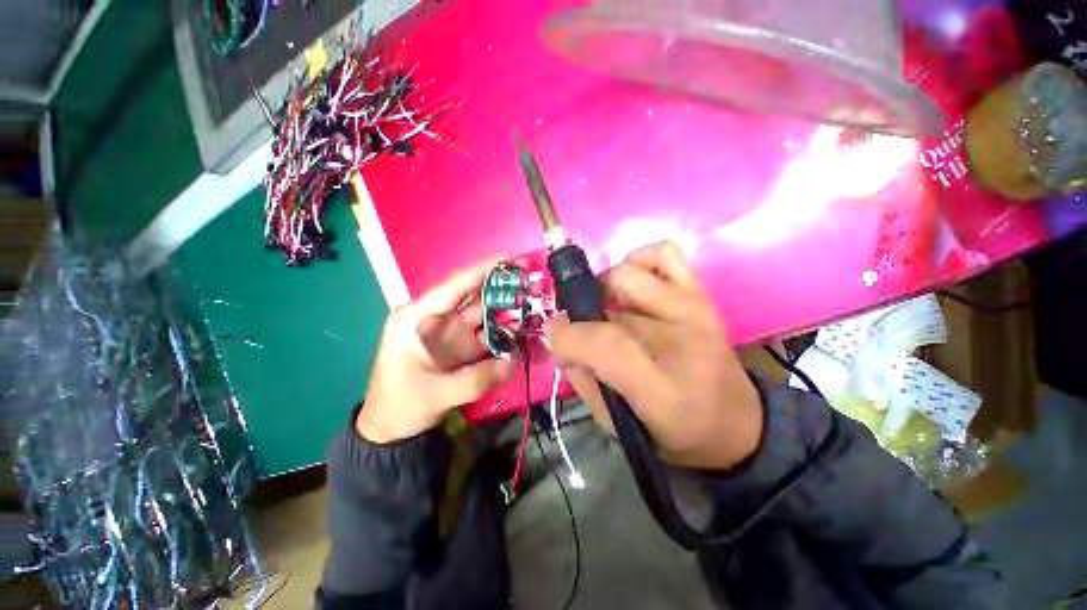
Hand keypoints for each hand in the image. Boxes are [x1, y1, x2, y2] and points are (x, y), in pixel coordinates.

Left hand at [356, 260, 514, 442]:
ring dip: (508, 312)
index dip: (482, 271)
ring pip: (484, 316)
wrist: (391, 431)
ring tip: (535, 306)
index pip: (454, 287)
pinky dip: (505, 335)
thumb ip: (477, 378)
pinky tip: (524, 334)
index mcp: (417, 318)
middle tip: (531, 280)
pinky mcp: (462, 348)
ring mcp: (451, 334)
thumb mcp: (435, 393)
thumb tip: (515, 362)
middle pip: (473, 297)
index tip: (511, 260)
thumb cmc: (400, 405)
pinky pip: (488, 336)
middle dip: (501, 287)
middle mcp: (436, 319)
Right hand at [547, 242, 762, 470]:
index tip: (554, 337)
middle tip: (582, 328)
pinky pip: (664, 254)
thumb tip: (562, 344)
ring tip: (606, 308)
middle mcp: (681, 337)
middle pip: (611, 301)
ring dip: (605, 287)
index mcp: (661, 387)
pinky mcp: (700, 294)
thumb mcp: (620, 425)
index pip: (604, 343)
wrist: (737, 424)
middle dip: (582, 312)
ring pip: (629, 272)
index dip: (569, 336)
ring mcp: (693, 308)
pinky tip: (633, 288)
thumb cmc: (674, 431)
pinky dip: (639, 262)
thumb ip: (584, 382)